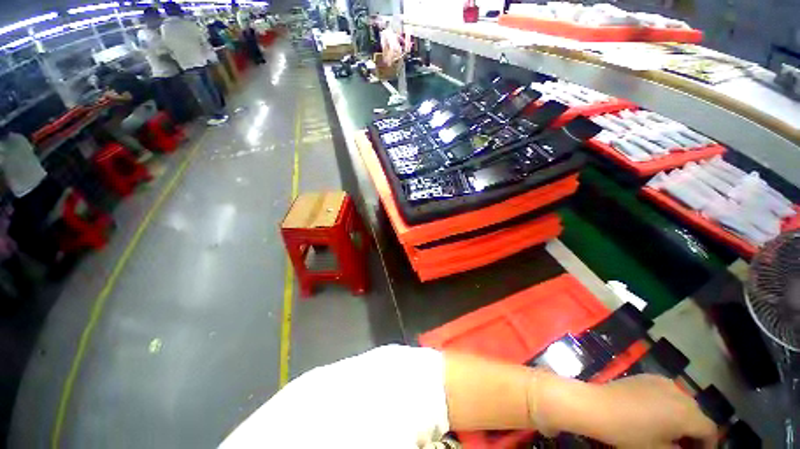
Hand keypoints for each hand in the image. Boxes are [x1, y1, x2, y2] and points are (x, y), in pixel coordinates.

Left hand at [585, 375, 717, 448]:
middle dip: (695, 431)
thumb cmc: (630, 433)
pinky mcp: (647, 376)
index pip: (710, 430)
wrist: (599, 406)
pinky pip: (667, 391)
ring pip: (683, 402)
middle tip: (684, 446)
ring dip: (682, 417)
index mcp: (688, 413)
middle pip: (697, 415)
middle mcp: (680, 393)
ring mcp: (663, 381)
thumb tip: (684, 447)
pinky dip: (668, 404)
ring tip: (671, 431)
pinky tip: (655, 413)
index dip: (709, 444)